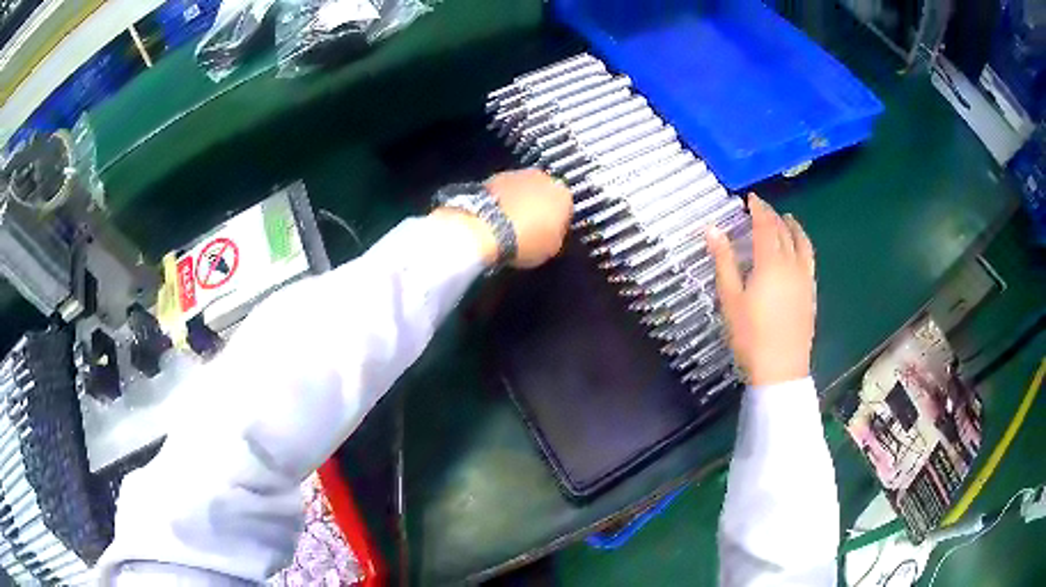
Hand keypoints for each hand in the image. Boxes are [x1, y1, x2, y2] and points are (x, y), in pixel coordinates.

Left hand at [487, 169, 572, 268]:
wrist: (488, 229)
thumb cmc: (525, 241)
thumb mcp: (552, 249)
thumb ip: (557, 235)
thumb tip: (552, 232)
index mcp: (564, 195)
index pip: (566, 209)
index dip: (558, 223)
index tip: (550, 234)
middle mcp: (543, 178)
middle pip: (545, 193)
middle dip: (538, 207)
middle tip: (529, 228)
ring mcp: (518, 175)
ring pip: (523, 189)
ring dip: (520, 201)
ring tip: (510, 223)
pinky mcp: (494, 177)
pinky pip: (504, 190)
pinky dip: (502, 199)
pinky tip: (496, 217)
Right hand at [706, 195, 815, 386]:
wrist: (780, 368)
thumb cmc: (750, 335)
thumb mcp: (730, 298)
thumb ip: (723, 261)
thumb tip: (712, 229)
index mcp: (770, 263)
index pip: (765, 226)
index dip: (758, 209)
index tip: (751, 198)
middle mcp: (792, 264)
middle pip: (784, 232)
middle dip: (773, 216)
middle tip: (763, 208)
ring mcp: (805, 278)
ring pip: (802, 243)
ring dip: (794, 227)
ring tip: (787, 219)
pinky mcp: (811, 292)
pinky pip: (810, 259)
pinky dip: (803, 245)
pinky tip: (799, 250)